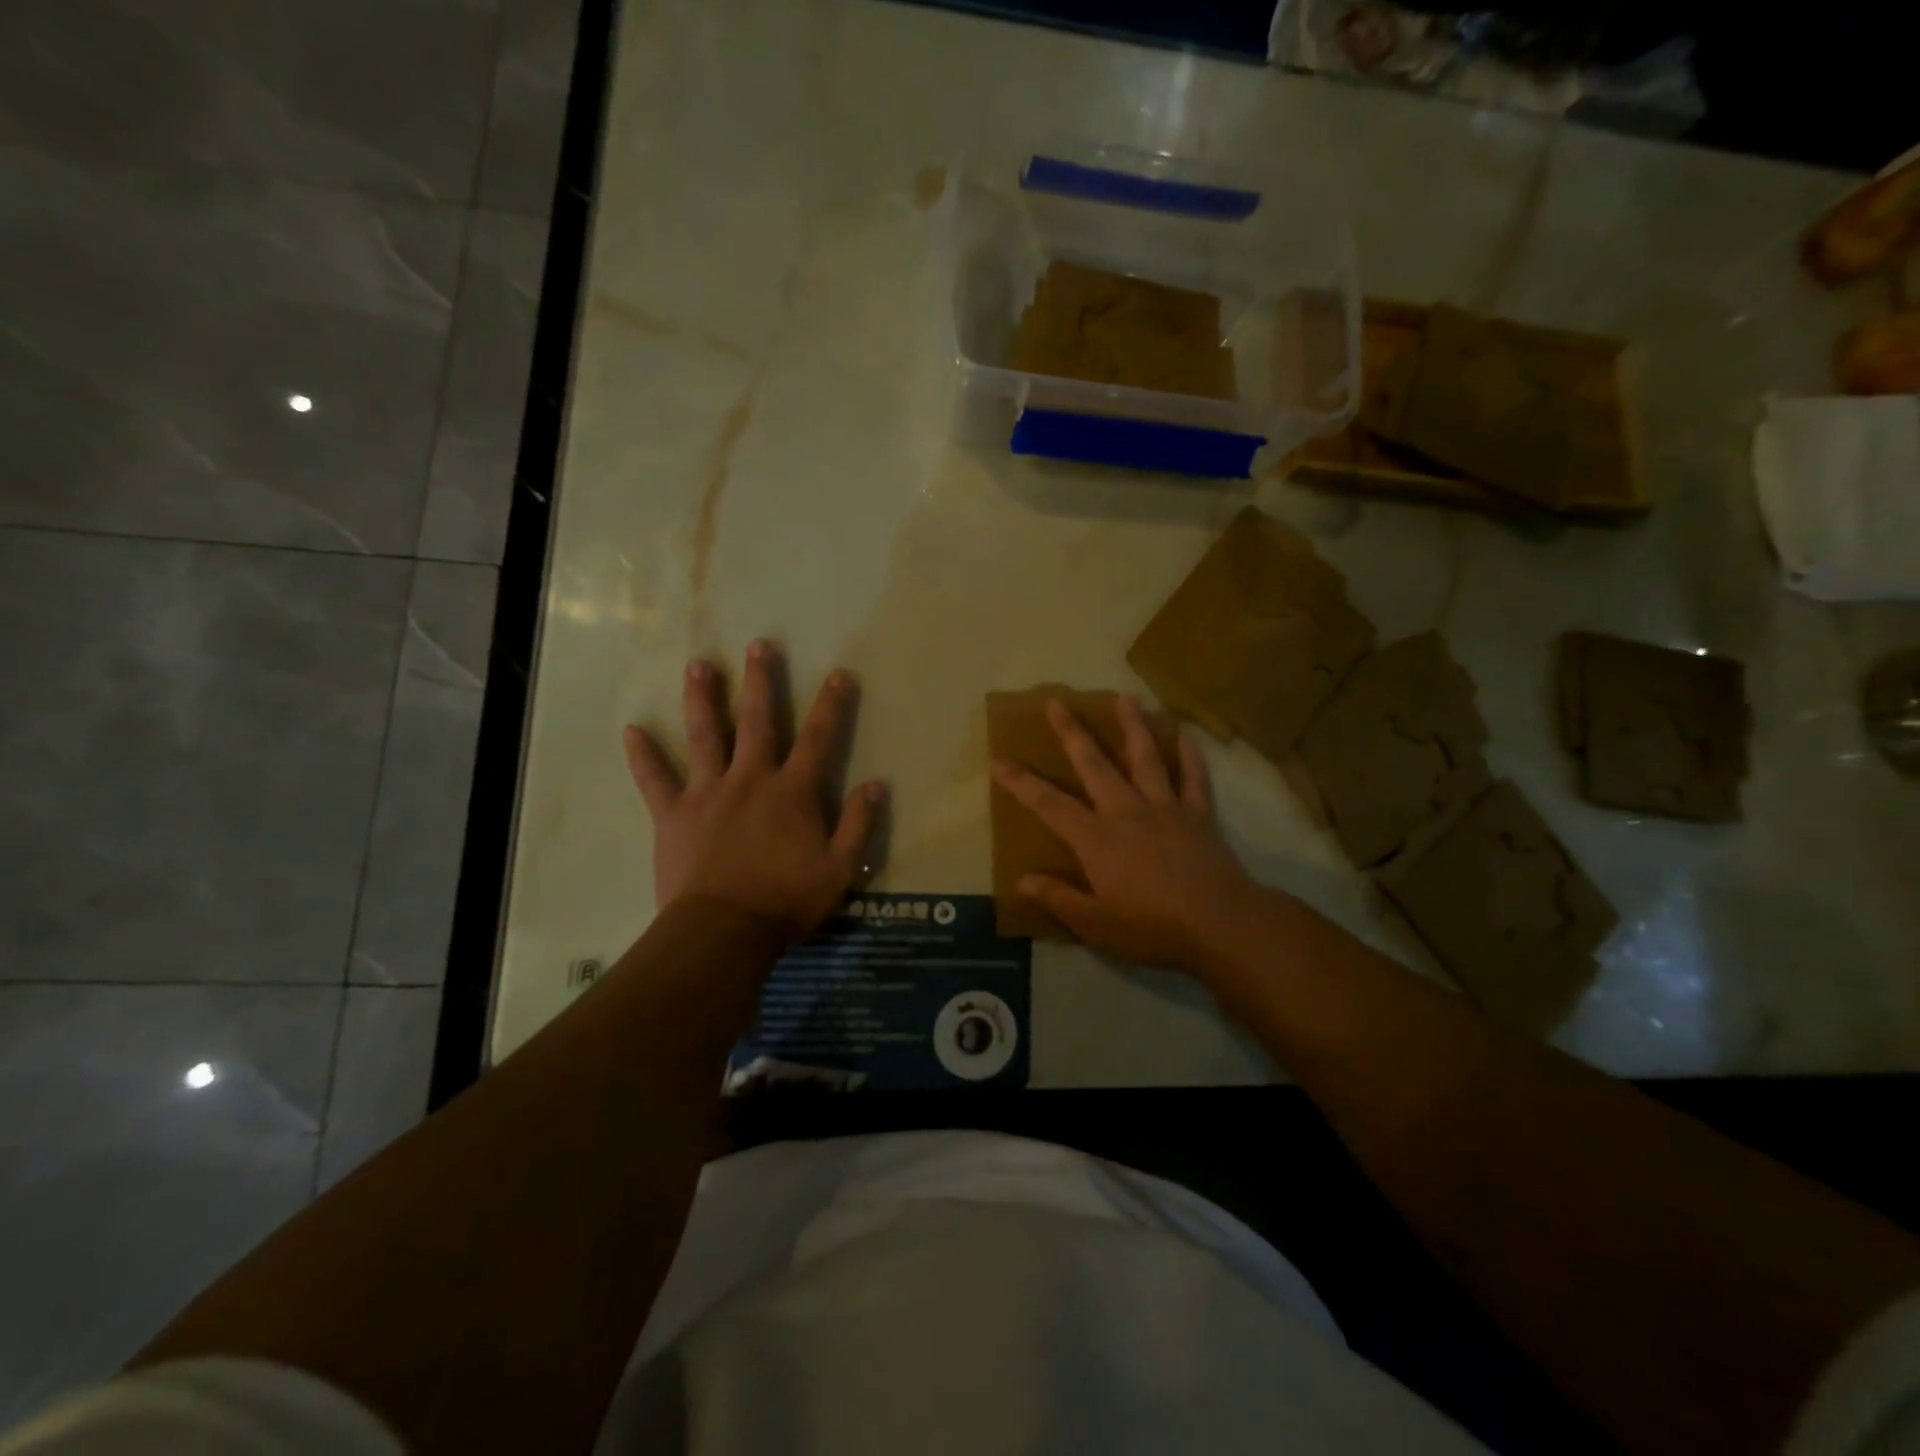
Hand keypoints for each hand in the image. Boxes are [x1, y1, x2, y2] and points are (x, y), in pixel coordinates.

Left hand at [623, 641, 883, 941]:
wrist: (724, 931)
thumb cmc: (786, 900)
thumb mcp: (840, 868)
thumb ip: (858, 824)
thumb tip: (876, 784)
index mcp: (792, 792)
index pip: (818, 738)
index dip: (831, 705)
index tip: (838, 673)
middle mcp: (750, 779)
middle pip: (757, 721)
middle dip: (760, 681)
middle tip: (758, 645)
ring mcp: (708, 793)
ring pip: (705, 736)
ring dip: (702, 698)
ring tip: (698, 665)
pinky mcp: (674, 814)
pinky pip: (655, 780)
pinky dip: (643, 756)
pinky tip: (631, 731)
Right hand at [989, 697, 1261, 978]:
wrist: (1219, 925)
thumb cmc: (1151, 928)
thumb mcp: (1094, 925)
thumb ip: (1058, 898)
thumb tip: (1021, 880)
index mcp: (1095, 837)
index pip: (1048, 804)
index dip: (1020, 782)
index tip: (997, 760)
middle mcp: (1126, 811)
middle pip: (1094, 764)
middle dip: (1071, 732)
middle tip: (1057, 701)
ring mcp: (1165, 808)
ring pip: (1145, 757)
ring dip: (1133, 725)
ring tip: (1123, 697)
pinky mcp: (1198, 815)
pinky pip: (1193, 778)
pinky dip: (1190, 756)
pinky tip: (1186, 734)